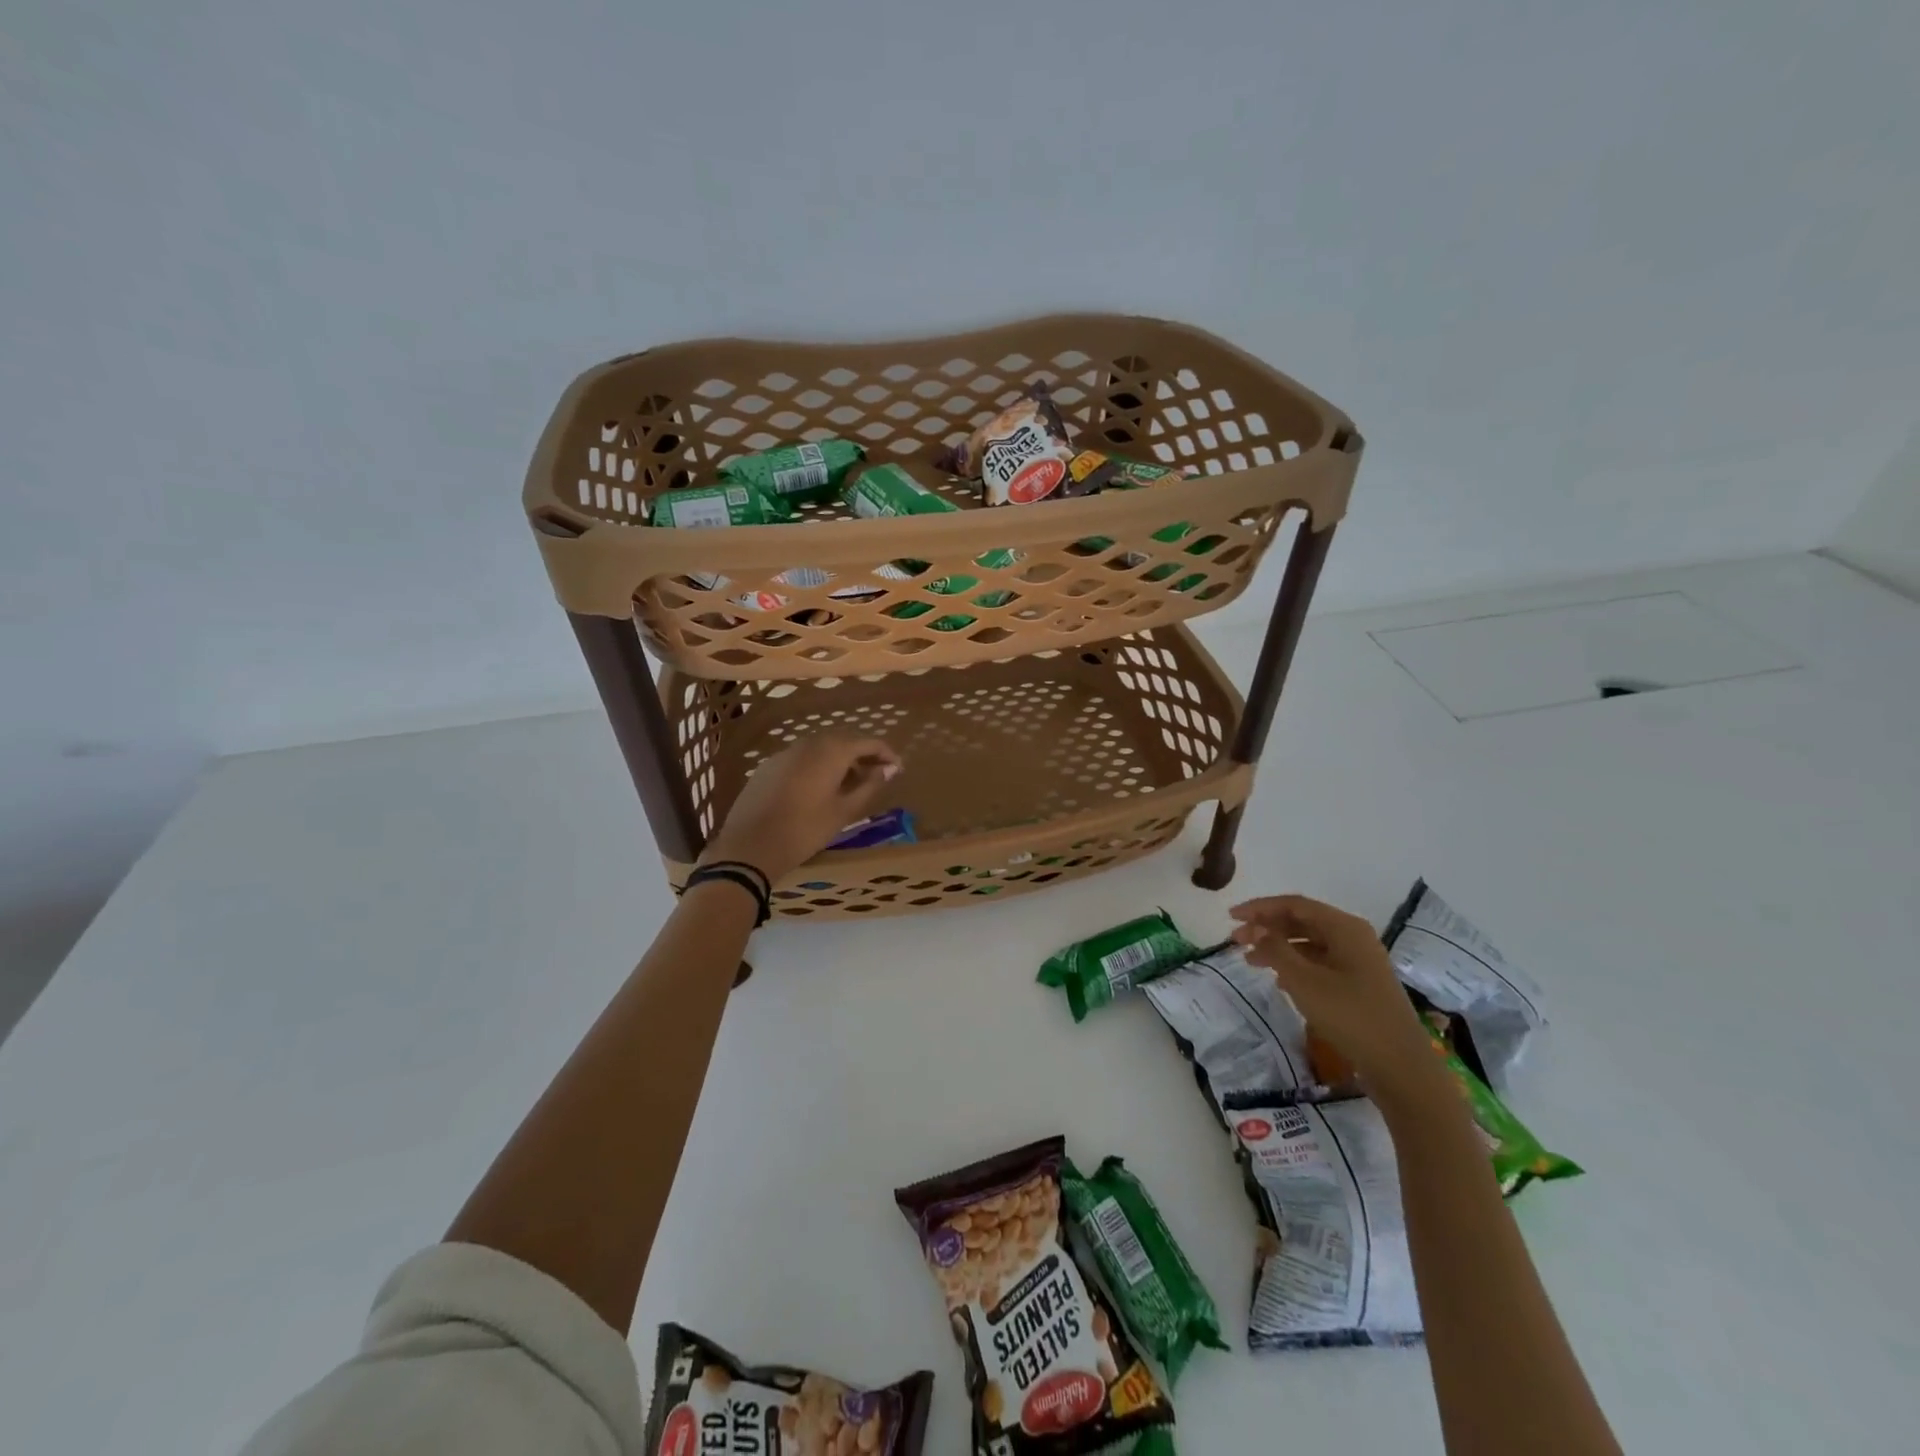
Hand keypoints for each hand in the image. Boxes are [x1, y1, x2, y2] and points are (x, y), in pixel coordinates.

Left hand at [700, 733, 901, 882]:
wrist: (748, 847)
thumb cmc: (804, 830)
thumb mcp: (843, 811)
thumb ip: (869, 786)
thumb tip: (889, 769)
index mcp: (831, 751)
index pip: (868, 742)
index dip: (886, 754)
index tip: (898, 769)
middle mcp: (808, 743)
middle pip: (843, 740)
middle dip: (863, 755)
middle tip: (877, 776)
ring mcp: (785, 753)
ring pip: (821, 748)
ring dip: (840, 760)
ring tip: (851, 784)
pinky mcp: (768, 766)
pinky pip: (801, 758)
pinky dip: (818, 766)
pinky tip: (819, 789)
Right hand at [1229, 894, 1447, 1115]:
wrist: (1400, 1066)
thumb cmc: (1350, 1016)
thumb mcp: (1304, 981)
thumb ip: (1275, 949)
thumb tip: (1255, 928)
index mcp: (1344, 927)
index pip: (1294, 905)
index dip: (1259, 908)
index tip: (1230, 917)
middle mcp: (1354, 937)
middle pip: (1302, 921)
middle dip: (1266, 928)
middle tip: (1235, 940)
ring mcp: (1359, 961)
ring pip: (1310, 943)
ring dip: (1278, 947)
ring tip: (1250, 961)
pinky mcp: (1360, 983)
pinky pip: (1320, 962)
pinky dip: (1295, 964)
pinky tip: (1279, 980)